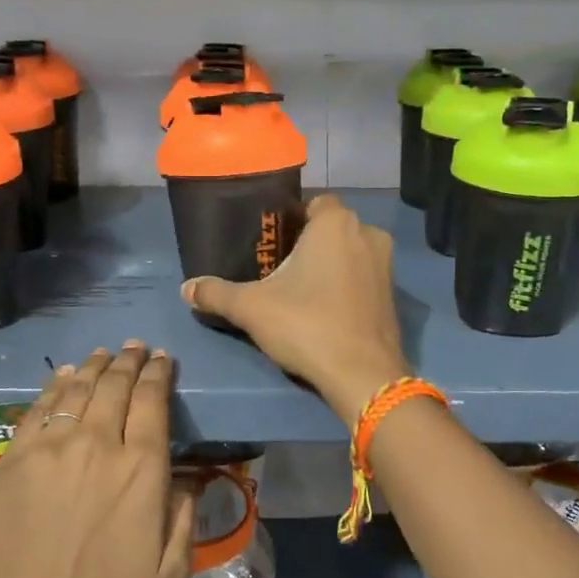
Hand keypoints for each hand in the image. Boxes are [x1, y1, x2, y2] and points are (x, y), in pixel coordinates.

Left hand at [0, 342, 193, 577]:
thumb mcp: (169, 575)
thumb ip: (184, 519)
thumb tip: (186, 480)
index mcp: (140, 470)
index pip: (152, 401)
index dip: (159, 374)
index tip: (163, 360)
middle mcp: (96, 446)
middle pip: (114, 386)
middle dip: (129, 362)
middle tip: (136, 348)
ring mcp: (48, 450)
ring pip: (75, 391)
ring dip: (93, 368)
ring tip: (104, 355)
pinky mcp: (12, 462)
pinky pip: (36, 411)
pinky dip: (53, 388)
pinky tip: (62, 378)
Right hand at [181, 194, 408, 423]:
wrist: (362, 374)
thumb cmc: (307, 325)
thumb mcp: (252, 308)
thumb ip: (216, 294)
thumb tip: (186, 289)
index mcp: (336, 223)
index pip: (313, 203)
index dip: (291, 219)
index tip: (270, 243)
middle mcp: (367, 233)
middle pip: (330, 228)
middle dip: (308, 243)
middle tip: (278, 268)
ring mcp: (386, 265)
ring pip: (349, 253)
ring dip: (328, 264)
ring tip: (299, 290)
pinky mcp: (393, 295)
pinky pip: (363, 277)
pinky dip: (346, 285)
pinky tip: (324, 309)